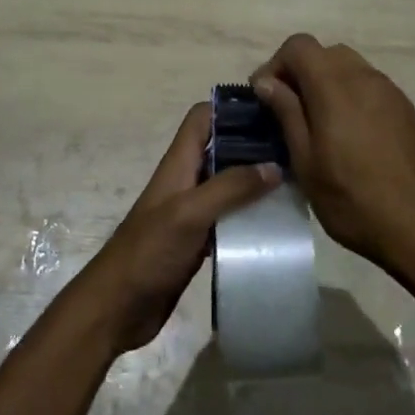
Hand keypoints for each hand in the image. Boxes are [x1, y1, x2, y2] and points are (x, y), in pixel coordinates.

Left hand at [78, 103, 278, 355]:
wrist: (118, 307)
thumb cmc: (149, 251)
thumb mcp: (190, 213)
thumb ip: (230, 187)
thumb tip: (274, 166)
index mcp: (179, 164)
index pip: (203, 118)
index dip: (231, 107)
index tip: (270, 108)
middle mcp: (186, 181)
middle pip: (221, 148)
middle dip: (253, 144)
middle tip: (295, 148)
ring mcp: (192, 211)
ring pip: (229, 184)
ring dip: (256, 181)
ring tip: (296, 181)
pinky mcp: (199, 240)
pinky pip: (230, 218)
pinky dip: (250, 215)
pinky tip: (277, 221)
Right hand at [252, 34, 414, 275]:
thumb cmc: (351, 198)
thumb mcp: (305, 160)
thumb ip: (286, 112)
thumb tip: (266, 81)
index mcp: (335, 86)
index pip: (299, 45)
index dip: (276, 64)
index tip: (265, 97)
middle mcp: (364, 77)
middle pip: (325, 52)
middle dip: (301, 71)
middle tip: (288, 109)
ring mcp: (389, 90)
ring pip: (349, 66)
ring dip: (326, 82)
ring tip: (318, 122)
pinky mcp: (404, 107)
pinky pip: (369, 84)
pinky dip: (350, 94)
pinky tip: (348, 133)